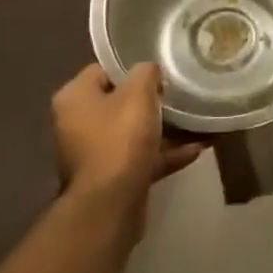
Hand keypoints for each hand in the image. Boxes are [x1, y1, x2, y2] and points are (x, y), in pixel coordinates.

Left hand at [51, 63, 207, 213]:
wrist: (110, 204)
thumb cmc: (119, 139)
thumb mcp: (138, 94)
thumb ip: (146, 72)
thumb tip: (150, 70)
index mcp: (74, 97)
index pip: (103, 70)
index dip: (133, 68)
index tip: (160, 71)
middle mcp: (77, 123)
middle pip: (120, 103)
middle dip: (153, 101)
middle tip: (180, 95)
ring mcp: (94, 153)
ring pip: (134, 133)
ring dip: (165, 129)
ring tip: (198, 122)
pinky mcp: (112, 178)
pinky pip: (141, 157)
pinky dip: (165, 153)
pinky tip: (196, 149)